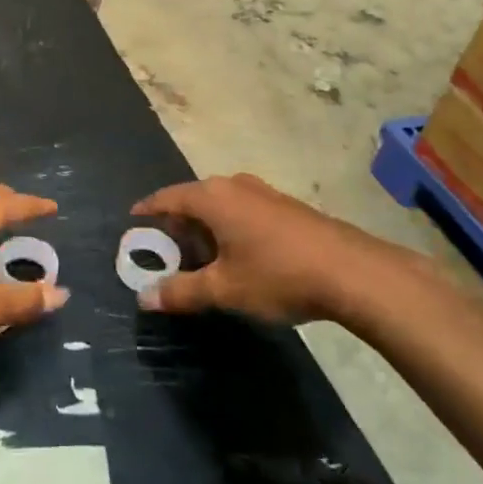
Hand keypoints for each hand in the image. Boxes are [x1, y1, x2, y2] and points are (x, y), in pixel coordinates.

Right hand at [131, 173, 430, 325]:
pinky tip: (237, 255)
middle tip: (164, 251)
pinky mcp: (284, 206)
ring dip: (205, 228)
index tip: (132, 221)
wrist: (350, 271)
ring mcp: (262, 192)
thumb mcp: (224, 289)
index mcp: (212, 197)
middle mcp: (233, 186)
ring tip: (199, 257)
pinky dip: (228, 228)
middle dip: (177, 224)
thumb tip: (144, 298)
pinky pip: (242, 210)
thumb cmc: (277, 274)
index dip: (148, 210)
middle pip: (193, 199)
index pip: (167, 198)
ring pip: (220, 205)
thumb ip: (182, 292)